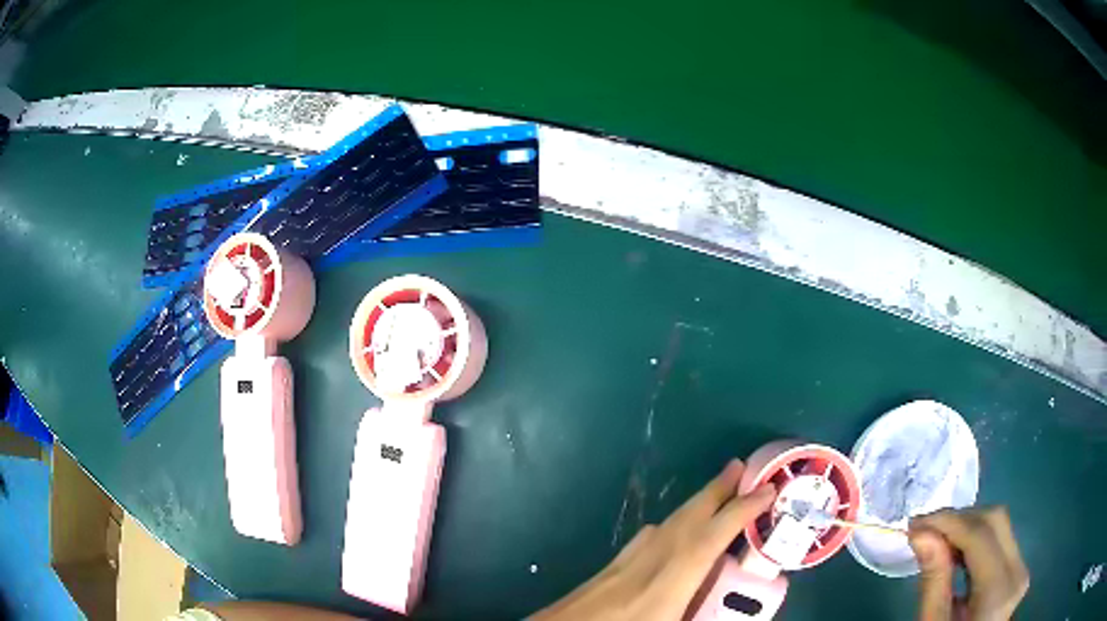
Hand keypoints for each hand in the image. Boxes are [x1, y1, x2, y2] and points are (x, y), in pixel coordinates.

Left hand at [532, 460, 775, 620]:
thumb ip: (704, 616)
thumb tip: (730, 611)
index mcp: (672, 577)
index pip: (715, 534)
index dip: (744, 510)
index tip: (769, 489)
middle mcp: (651, 559)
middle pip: (689, 517)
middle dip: (716, 489)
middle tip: (740, 466)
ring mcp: (627, 560)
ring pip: (668, 523)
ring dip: (695, 504)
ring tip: (715, 493)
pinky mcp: (611, 568)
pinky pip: (648, 536)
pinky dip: (669, 524)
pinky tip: (669, 530)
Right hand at [908, 507, 1028, 620]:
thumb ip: (932, 583)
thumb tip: (921, 534)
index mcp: (998, 591)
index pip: (980, 534)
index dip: (948, 521)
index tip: (914, 525)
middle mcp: (1017, 570)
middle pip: (995, 521)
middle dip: (958, 519)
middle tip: (924, 531)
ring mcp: (1020, 568)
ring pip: (998, 526)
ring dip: (966, 527)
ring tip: (936, 541)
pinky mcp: (1017, 569)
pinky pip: (999, 540)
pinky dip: (975, 539)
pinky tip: (955, 552)